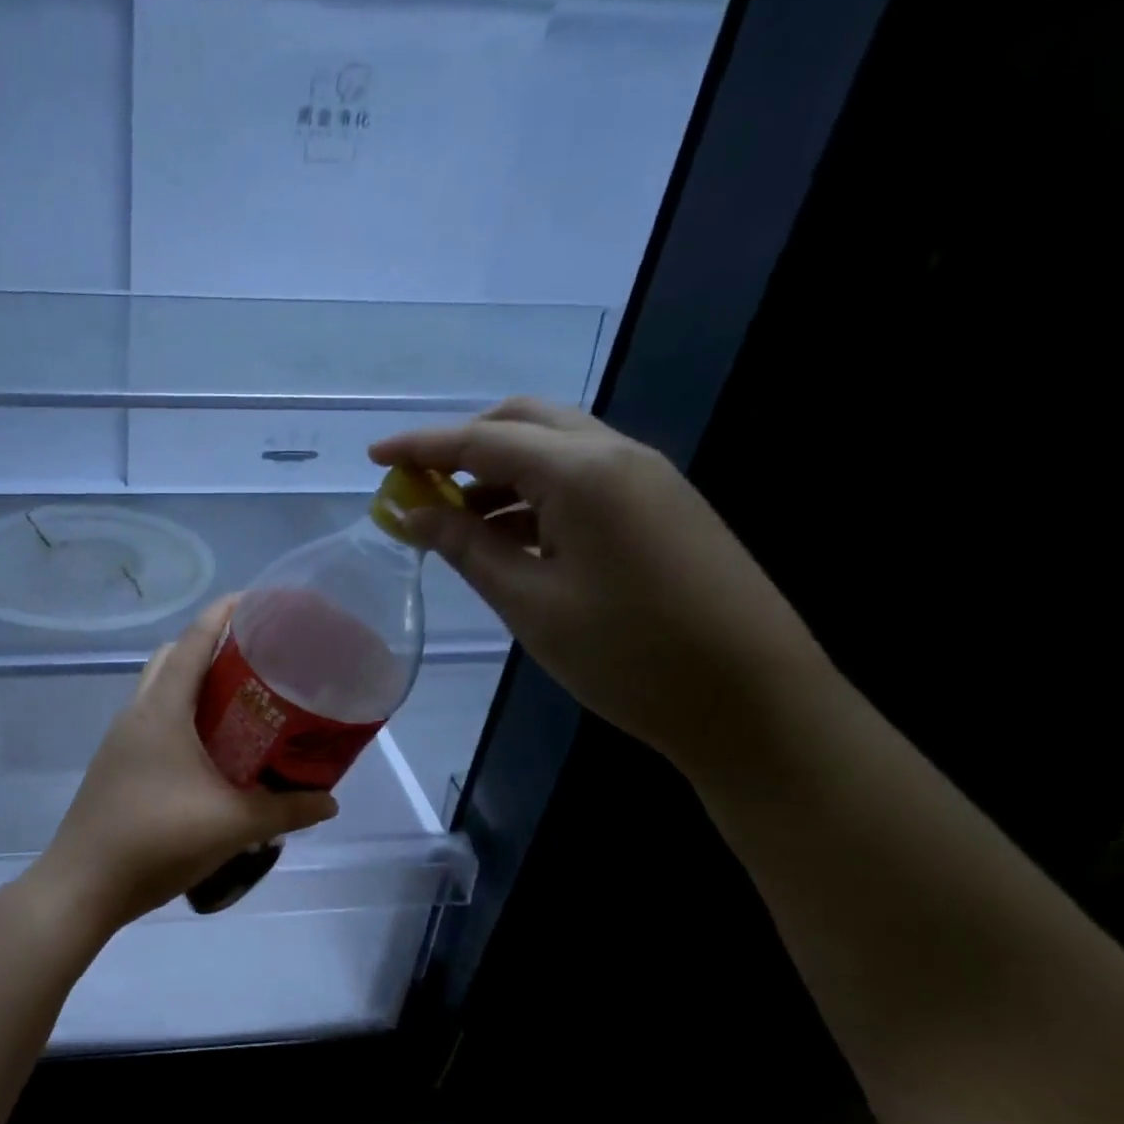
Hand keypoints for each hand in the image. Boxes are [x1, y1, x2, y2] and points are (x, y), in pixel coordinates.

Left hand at [33, 597, 338, 935]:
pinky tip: (210, 751)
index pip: (193, 640)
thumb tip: (330, 802)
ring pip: (159, 689)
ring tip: (241, 702)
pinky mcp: (115, 764)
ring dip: (194, 683)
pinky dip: (181, 715)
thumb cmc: (157, 841)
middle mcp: (137, 713)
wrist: (83, 886)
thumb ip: (286, 810)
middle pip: (172, 657)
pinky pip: (153, 720)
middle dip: (210, 646)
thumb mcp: (232, 825)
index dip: (225, 612)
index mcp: (162, 710)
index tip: (260, 601)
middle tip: (257, 660)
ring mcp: (120, 739)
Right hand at [370, 398, 827, 772]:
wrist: (752, 701)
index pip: (482, 440)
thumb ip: (465, 547)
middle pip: (524, 422)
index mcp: (582, 473)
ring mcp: (646, 479)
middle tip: (417, 484)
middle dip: (463, 444)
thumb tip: (411, 514)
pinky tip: (506, 536)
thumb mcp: (529, 602)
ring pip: (554, 448)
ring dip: (497, 471)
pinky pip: (581, 479)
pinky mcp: (659, 507)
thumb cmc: (627, 654)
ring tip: (452, 520)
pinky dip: (532, 493)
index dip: (420, 445)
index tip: (371, 455)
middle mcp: (617, 455)